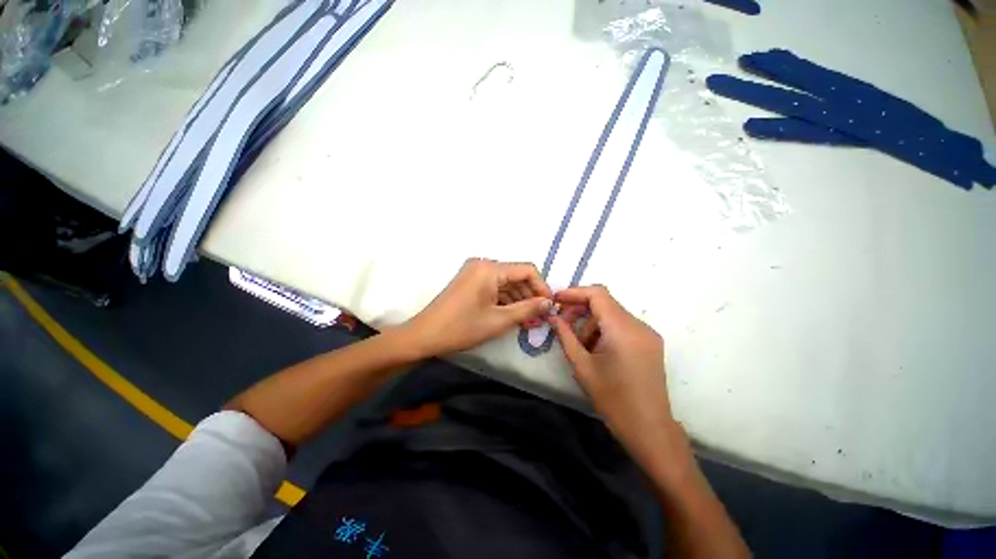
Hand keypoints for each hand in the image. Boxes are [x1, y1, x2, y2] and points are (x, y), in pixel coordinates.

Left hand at [403, 258, 552, 356]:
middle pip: (516, 276)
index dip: (542, 287)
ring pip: (506, 282)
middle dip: (530, 295)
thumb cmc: (462, 328)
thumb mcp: (499, 320)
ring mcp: (475, 272)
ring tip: (528, 320)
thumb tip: (549, 303)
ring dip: (519, 299)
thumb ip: (528, 309)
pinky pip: (494, 287)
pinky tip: (513, 315)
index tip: (549, 306)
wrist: (424, 335)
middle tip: (540, 317)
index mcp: (490, 268)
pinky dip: (505, 300)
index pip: (527, 270)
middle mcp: (483, 264)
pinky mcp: (470, 281)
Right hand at [550, 285, 675, 468]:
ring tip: (581, 346)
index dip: (574, 292)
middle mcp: (639, 325)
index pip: (597, 294)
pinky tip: (597, 350)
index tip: (556, 299)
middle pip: (605, 303)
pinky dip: (604, 330)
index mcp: (623, 329)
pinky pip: (622, 325)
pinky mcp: (650, 342)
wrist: (649, 429)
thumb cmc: (612, 399)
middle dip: (580, 309)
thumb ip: (565, 336)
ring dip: (592, 323)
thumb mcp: (582, 366)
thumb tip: (553, 316)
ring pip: (612, 314)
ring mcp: (647, 333)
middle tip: (562, 324)